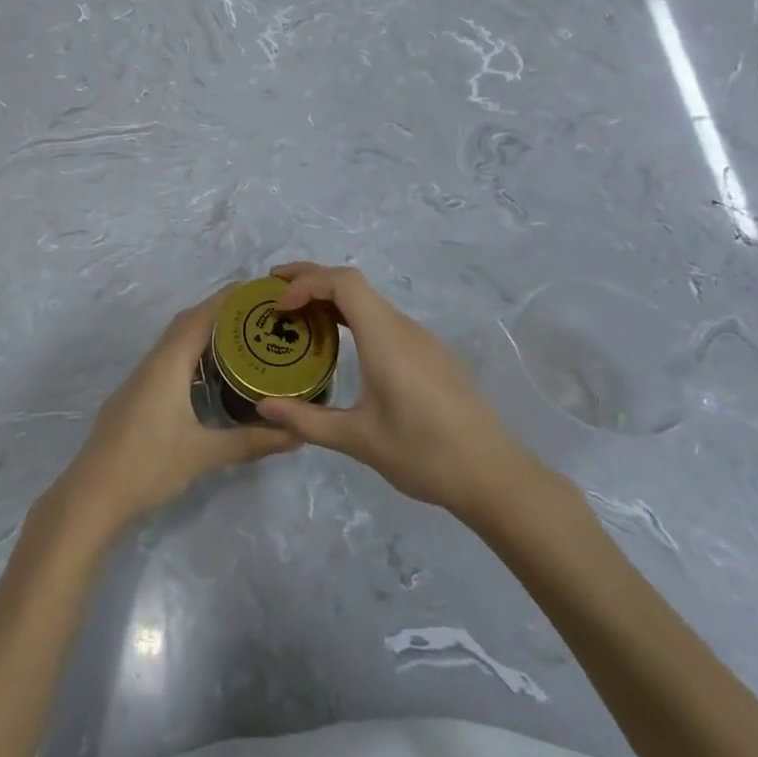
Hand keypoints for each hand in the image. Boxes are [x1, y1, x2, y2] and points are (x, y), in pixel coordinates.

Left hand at [48, 290, 298, 543]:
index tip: (257, 289)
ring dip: (203, 334)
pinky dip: (190, 356)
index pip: (200, 317)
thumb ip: (250, 441)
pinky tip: (207, 376)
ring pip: (174, 343)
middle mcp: (152, 363)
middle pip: (186, 323)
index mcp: (167, 364)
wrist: (91, 494)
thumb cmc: (148, 465)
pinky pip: (166, 361)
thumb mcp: (204, 453)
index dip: (227, 299)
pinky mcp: (134, 397)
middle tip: (257, 316)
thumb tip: (297, 433)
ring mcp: (139, 380)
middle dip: (219, 313)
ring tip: (240, 341)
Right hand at [256, 263, 537, 521]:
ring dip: (333, 300)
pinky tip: (343, 346)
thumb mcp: (359, 440)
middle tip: (275, 292)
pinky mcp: (432, 355)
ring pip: (371, 302)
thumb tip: (262, 407)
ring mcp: (422, 340)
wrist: (495, 477)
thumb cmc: (424, 454)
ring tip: (300, 318)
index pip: (344, 283)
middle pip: (354, 284)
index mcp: (386, 340)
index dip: (307, 281)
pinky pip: (385, 320)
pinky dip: (354, 318)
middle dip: (312, 280)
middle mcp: (404, 328)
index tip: (280, 306)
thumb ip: (307, 420)